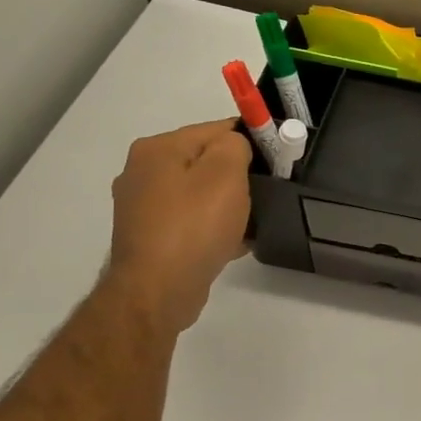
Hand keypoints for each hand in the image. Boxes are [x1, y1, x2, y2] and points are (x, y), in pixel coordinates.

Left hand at [104, 120, 251, 334]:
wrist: (158, 291)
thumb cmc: (194, 226)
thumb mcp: (226, 173)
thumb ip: (236, 146)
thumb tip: (236, 145)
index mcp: (157, 149)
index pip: (215, 129)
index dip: (251, 140)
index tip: (278, 158)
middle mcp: (142, 172)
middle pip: (204, 162)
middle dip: (237, 175)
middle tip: (266, 192)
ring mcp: (143, 208)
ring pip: (199, 194)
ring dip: (226, 205)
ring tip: (252, 222)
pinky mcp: (150, 238)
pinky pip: (191, 222)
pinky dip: (212, 228)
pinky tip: (233, 242)